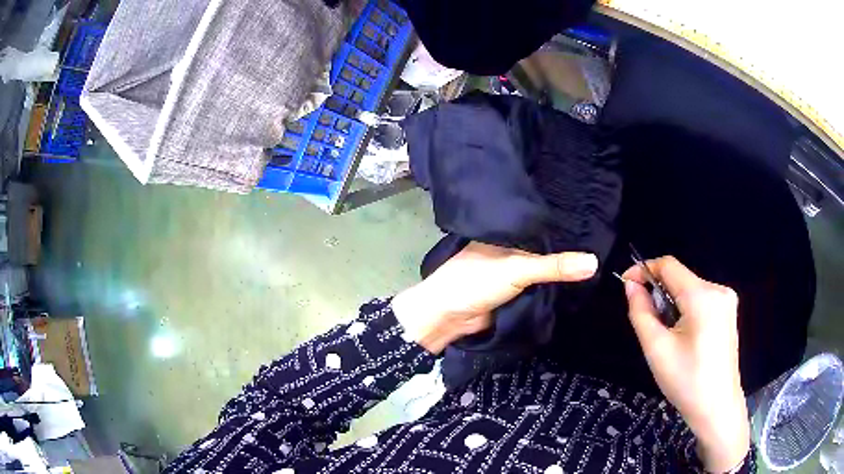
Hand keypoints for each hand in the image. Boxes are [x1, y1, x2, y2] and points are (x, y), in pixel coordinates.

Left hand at [392, 242, 597, 354]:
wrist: (448, 317)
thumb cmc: (476, 281)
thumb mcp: (518, 269)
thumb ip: (554, 266)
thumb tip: (594, 262)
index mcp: (508, 233)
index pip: (544, 225)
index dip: (568, 225)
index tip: (598, 221)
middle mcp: (512, 247)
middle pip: (547, 248)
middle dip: (569, 250)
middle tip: (606, 244)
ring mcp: (514, 271)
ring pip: (545, 268)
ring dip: (564, 270)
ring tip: (601, 260)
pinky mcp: (516, 292)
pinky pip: (541, 286)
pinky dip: (555, 286)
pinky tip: (578, 282)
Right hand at [623, 256, 748, 472]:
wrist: (717, 408)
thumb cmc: (686, 381)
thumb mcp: (656, 349)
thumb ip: (640, 312)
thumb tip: (631, 285)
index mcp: (702, 296)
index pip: (669, 265)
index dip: (644, 270)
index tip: (626, 285)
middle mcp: (719, 289)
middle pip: (680, 278)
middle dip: (659, 293)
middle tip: (647, 324)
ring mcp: (727, 300)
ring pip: (690, 290)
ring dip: (672, 304)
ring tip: (666, 336)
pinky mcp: (729, 312)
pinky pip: (701, 300)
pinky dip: (686, 310)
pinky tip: (684, 337)